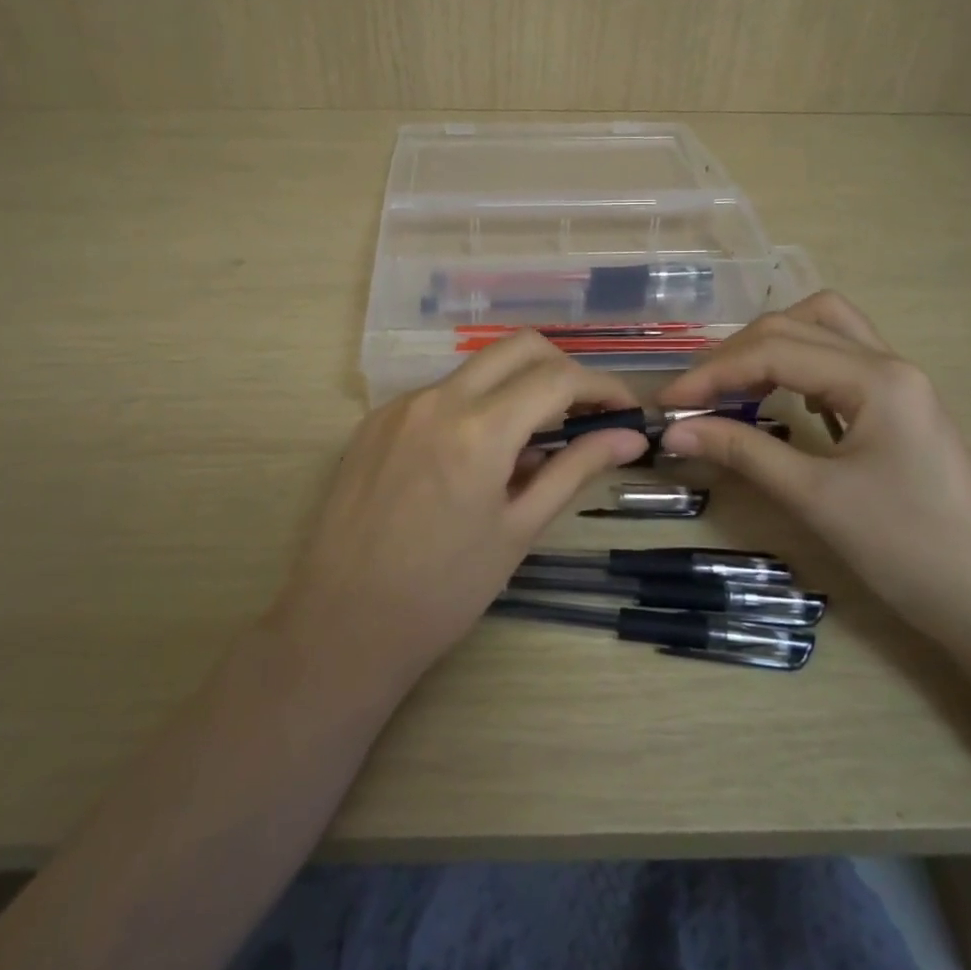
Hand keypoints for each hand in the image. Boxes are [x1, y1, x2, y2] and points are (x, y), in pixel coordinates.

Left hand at [272, 332, 648, 688]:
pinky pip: (439, 395)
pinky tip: (475, 458)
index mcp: (478, 429)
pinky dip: (473, 408)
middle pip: (519, 348)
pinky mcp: (375, 421)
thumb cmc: (443, 590)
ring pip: (476, 369)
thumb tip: (628, 438)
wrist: (343, 622)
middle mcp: (437, 399)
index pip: (558, 378)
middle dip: (563, 370)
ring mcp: (400, 405)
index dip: (602, 388)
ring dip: (516, 388)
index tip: (625, 413)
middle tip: (584, 414)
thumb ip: (574, 470)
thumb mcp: (518, 530)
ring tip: (530, 447)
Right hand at [658, 291, 970, 650]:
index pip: (775, 351)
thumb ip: (742, 452)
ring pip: (822, 330)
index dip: (713, 373)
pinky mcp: (898, 407)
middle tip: (693, 396)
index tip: (667, 403)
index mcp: (877, 378)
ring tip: (730, 386)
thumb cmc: (908, 550)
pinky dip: (797, 365)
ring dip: (769, 347)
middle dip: (734, 354)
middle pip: (795, 325)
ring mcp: (898, 383)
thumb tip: (673, 430)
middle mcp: (889, 363)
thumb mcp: (815, 498)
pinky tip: (780, 401)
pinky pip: (838, 360)